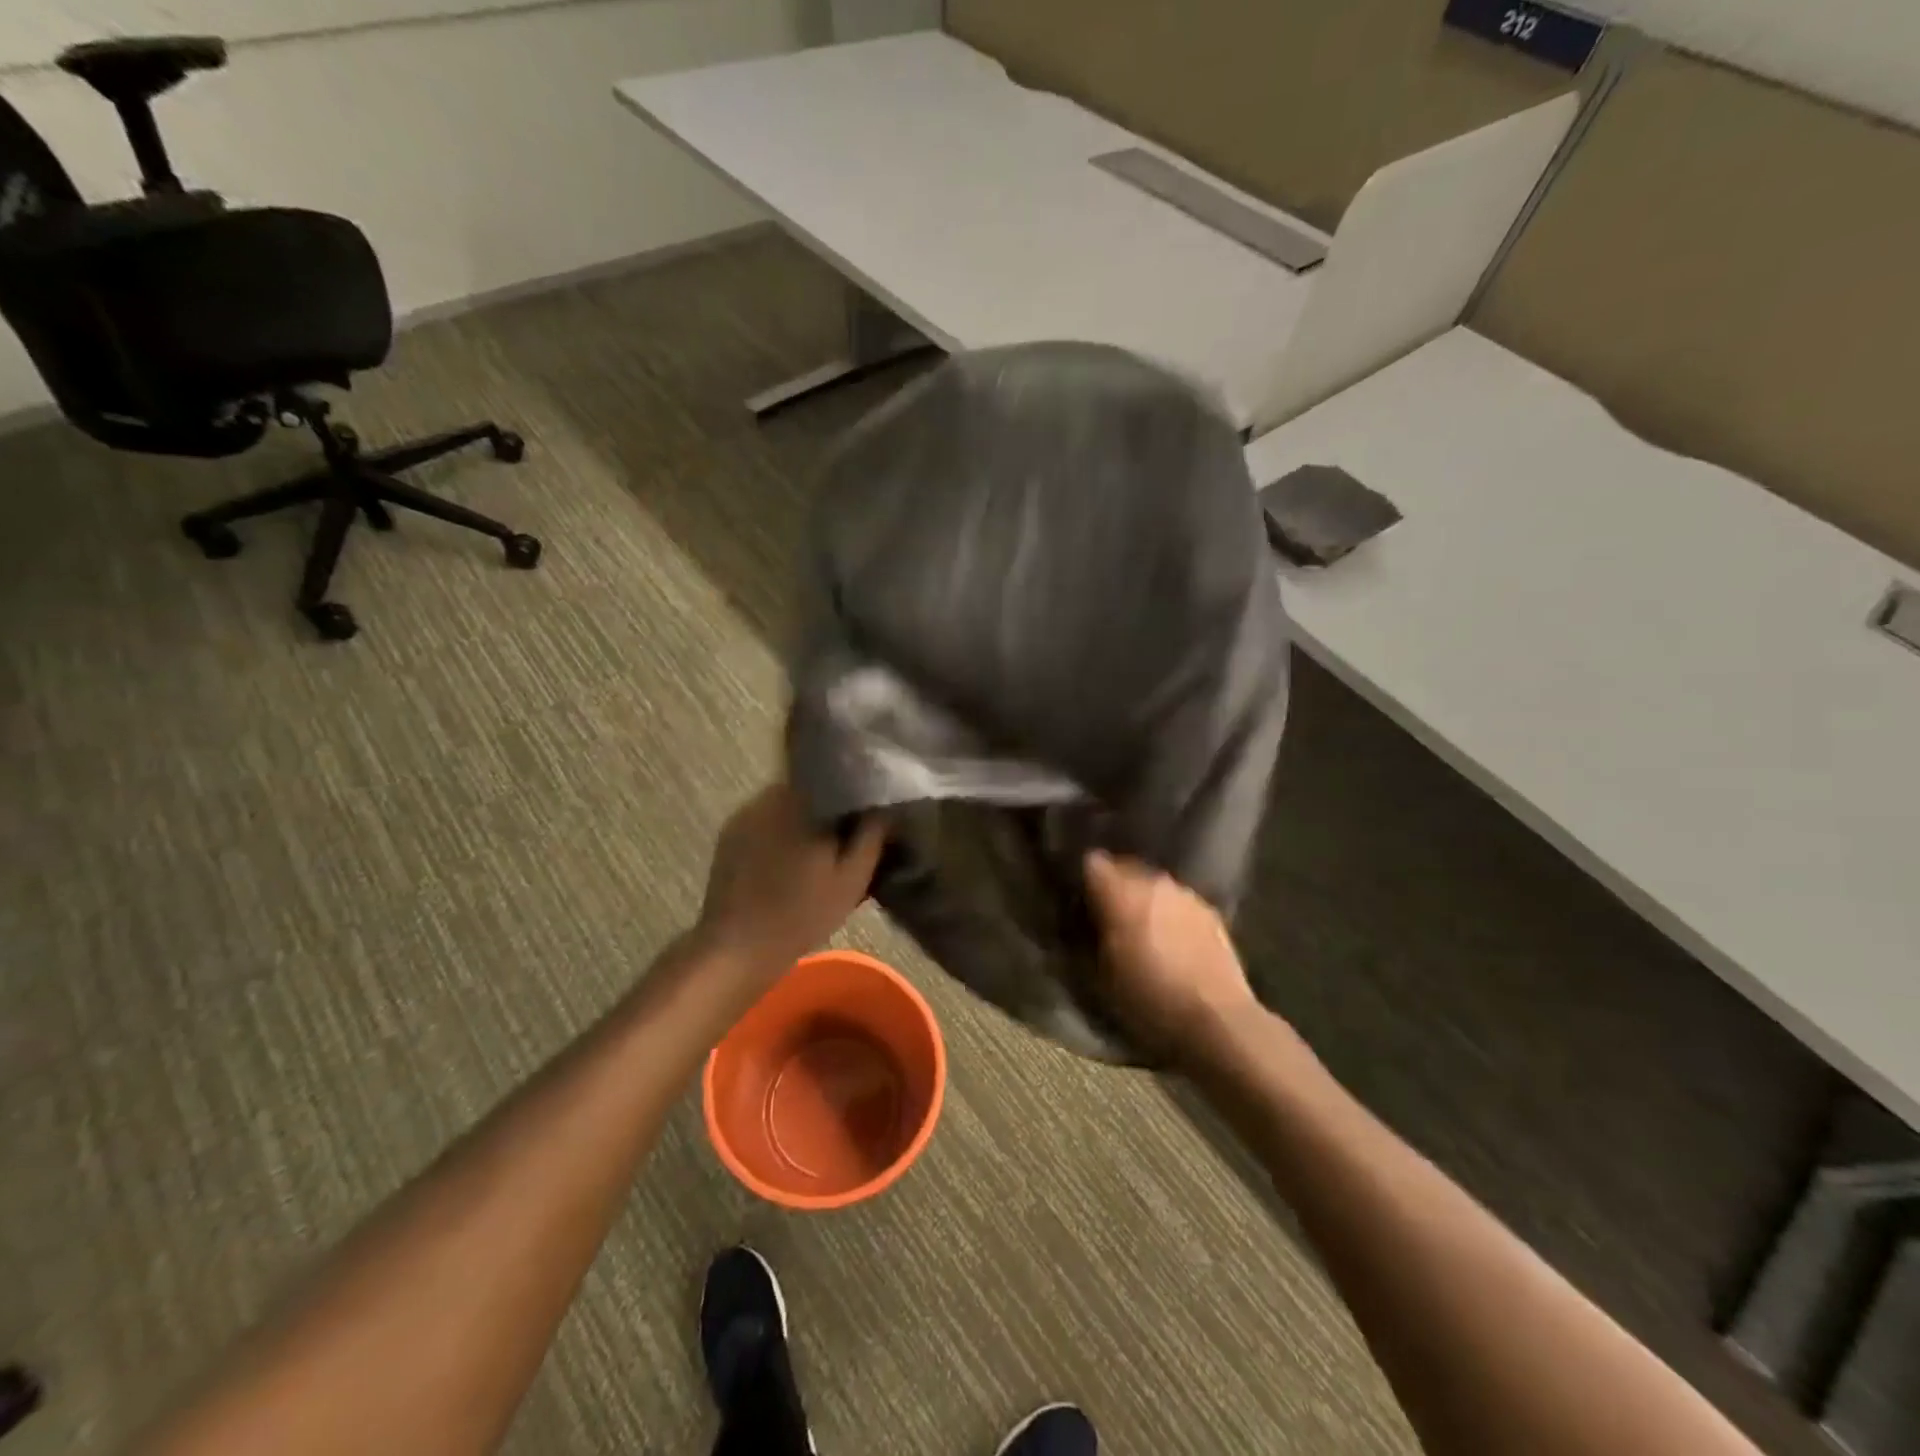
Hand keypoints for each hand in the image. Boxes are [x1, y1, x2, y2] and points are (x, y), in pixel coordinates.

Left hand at [696, 783, 885, 972]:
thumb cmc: (802, 913)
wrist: (737, 947)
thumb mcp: (852, 878)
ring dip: (805, 820)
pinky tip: (790, 860)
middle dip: (831, 808)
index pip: (839, 778)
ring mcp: (745, 813)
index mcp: (803, 800)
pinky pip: (766, 820)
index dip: (858, 793)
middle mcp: (770, 795)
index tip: (872, 813)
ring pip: (788, 804)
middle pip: (812, 789)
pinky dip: (781, 832)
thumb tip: (884, 805)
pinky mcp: (730, 833)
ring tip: (820, 850)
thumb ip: (872, 835)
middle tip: (849, 836)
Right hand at [1083, 851, 1258, 1062]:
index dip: (1083, 879)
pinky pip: (1179, 903)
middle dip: (1115, 887)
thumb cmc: (1148, 1000)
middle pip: (1125, 869)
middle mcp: (1153, 883)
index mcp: (1120, 893)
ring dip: (1144, 900)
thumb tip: (1078, 923)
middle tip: (1107, 917)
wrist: (1216, 1021)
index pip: (1092, 863)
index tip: (1078, 900)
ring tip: (1141, 929)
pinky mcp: (1211, 913)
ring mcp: (1186, 895)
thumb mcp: (1099, 977)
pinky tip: (1172, 941)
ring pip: (1154, 886)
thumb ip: (1085, 939)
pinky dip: (1170, 914)